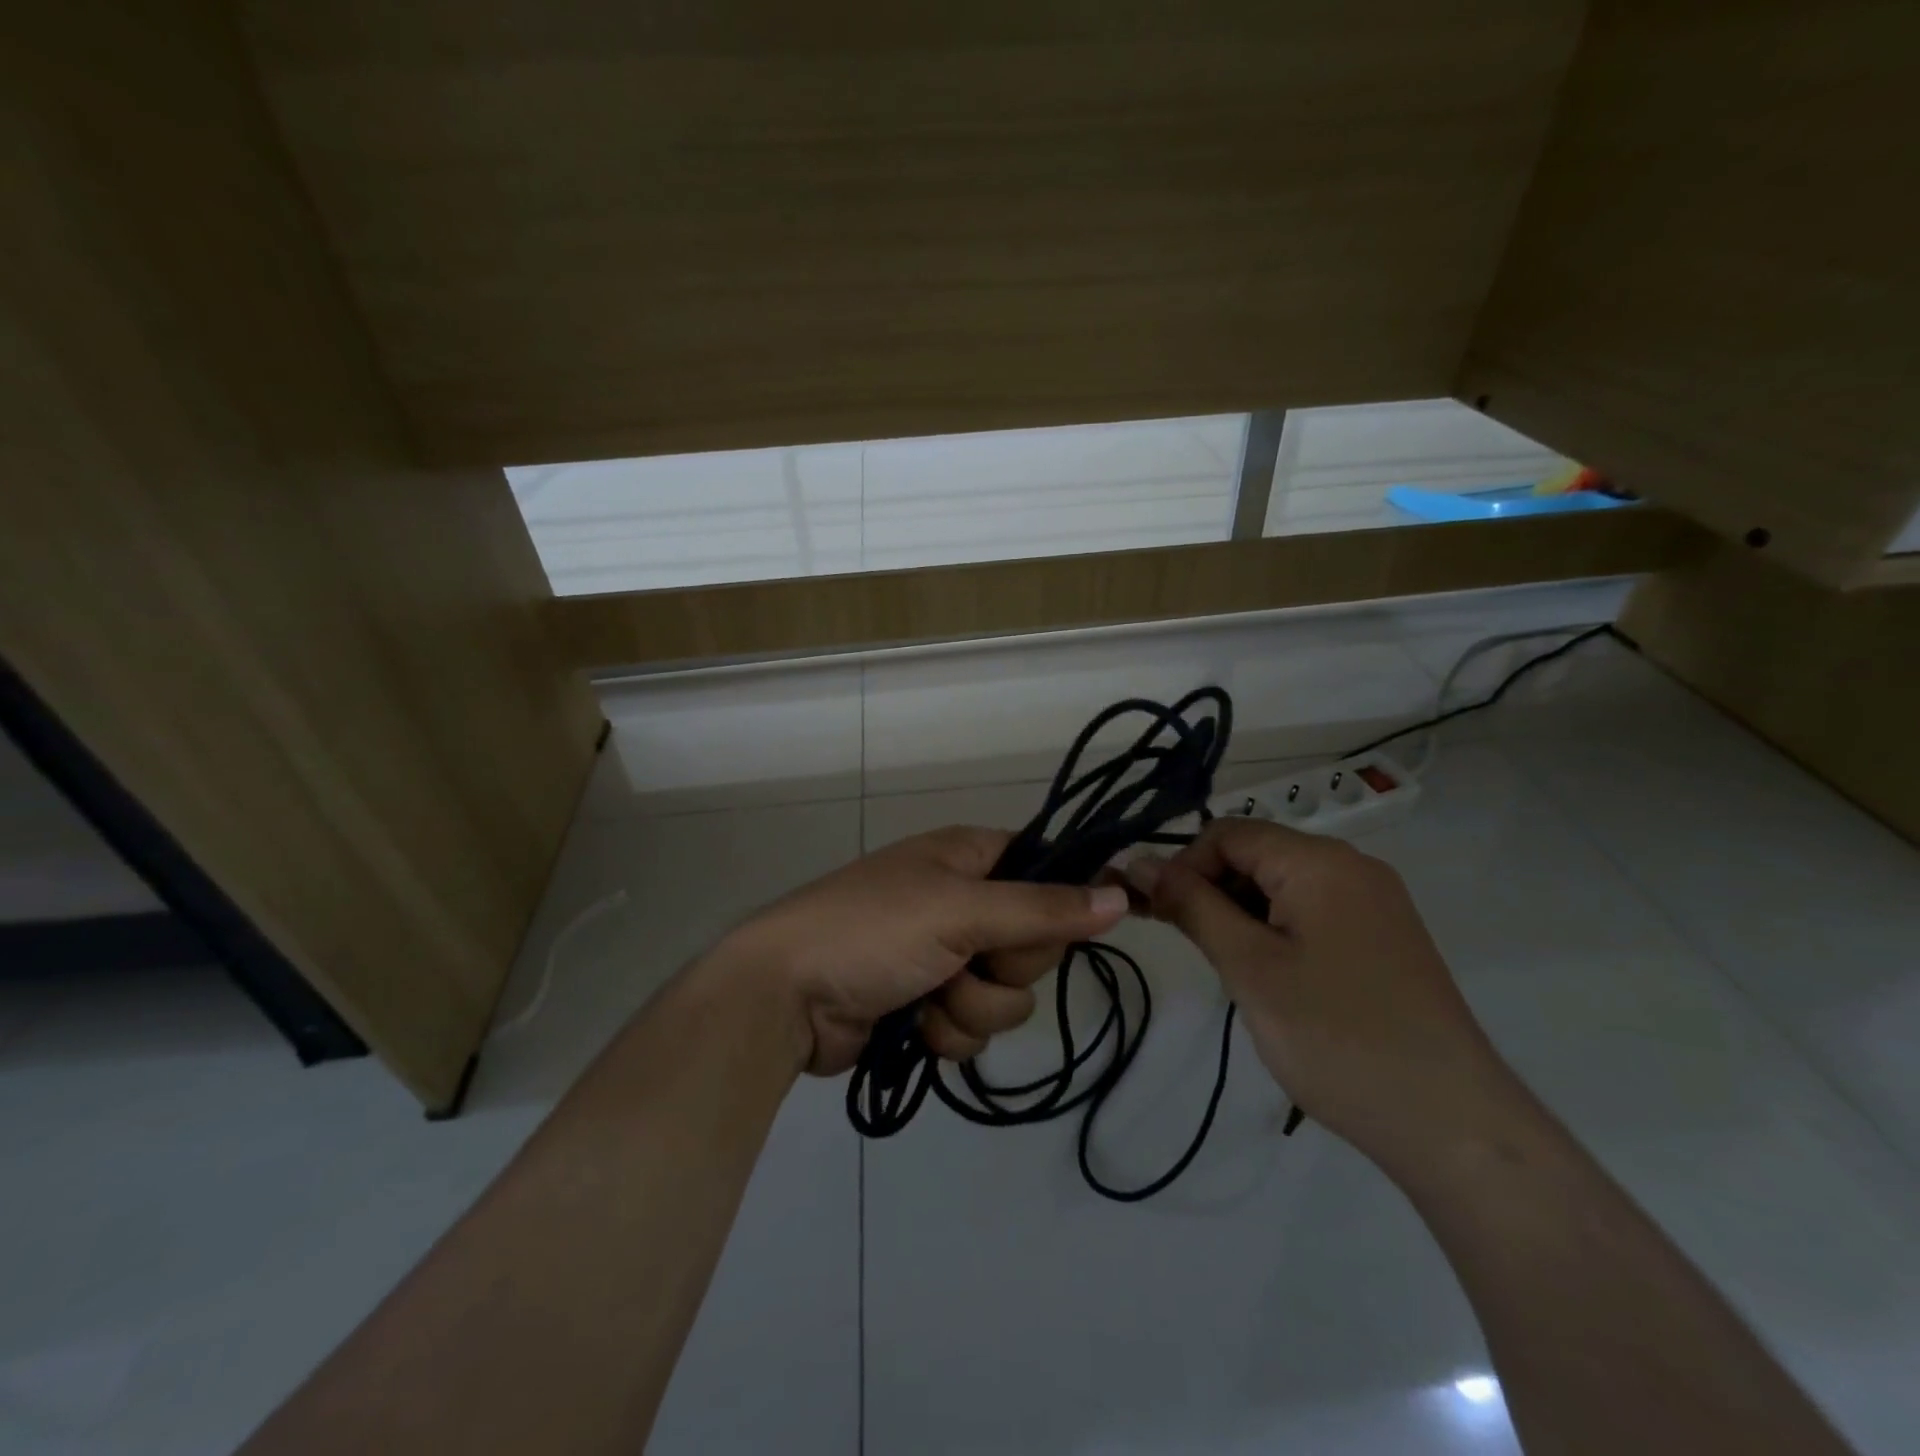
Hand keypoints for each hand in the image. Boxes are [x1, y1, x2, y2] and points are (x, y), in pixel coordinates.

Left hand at [721, 826, 1129, 1076]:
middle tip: (968, 957)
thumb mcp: (960, 910)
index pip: (1044, 866)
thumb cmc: (872, 931)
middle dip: (1006, 964)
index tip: (1083, 923)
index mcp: (967, 857)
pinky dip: (950, 1031)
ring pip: (1008, 994)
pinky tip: (915, 1026)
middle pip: (1034, 940)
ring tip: (930, 996)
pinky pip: (975, 1025)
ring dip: (974, 1006)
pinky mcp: (928, 1005)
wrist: (786, 996)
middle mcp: (962, 901)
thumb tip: (1121, 896)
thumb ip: (1043, 909)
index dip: (1064, 897)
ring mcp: (945, 956)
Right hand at [1126, 819, 1514, 1170]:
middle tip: (1188, 945)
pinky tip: (1271, 977)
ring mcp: (1374, 903)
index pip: (1227, 833)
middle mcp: (1352, 867)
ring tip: (1231, 969)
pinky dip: (1276, 931)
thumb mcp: (1249, 967)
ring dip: (1241, 914)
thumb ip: (1191, 905)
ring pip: (1282, 885)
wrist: (1452, 1124)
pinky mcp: (1384, 937)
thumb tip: (1140, 862)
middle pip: (1256, 855)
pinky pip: (1312, 911)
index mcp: (1320, 861)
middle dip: (1211, 890)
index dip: (1183, 866)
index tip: (1158, 915)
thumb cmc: (1336, 1037)